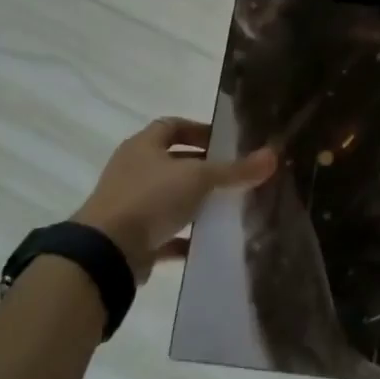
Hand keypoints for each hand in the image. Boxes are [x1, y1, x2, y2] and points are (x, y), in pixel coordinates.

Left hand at [73, 118, 276, 281]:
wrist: (106, 252)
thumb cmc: (151, 198)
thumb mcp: (199, 178)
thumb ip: (235, 169)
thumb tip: (273, 155)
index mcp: (143, 145)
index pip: (173, 126)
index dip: (199, 130)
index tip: (226, 143)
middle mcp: (133, 170)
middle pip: (172, 162)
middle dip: (202, 168)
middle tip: (232, 176)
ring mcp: (129, 204)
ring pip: (169, 198)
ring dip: (194, 202)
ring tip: (226, 207)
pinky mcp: (131, 237)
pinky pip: (164, 233)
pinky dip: (184, 237)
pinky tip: (208, 242)